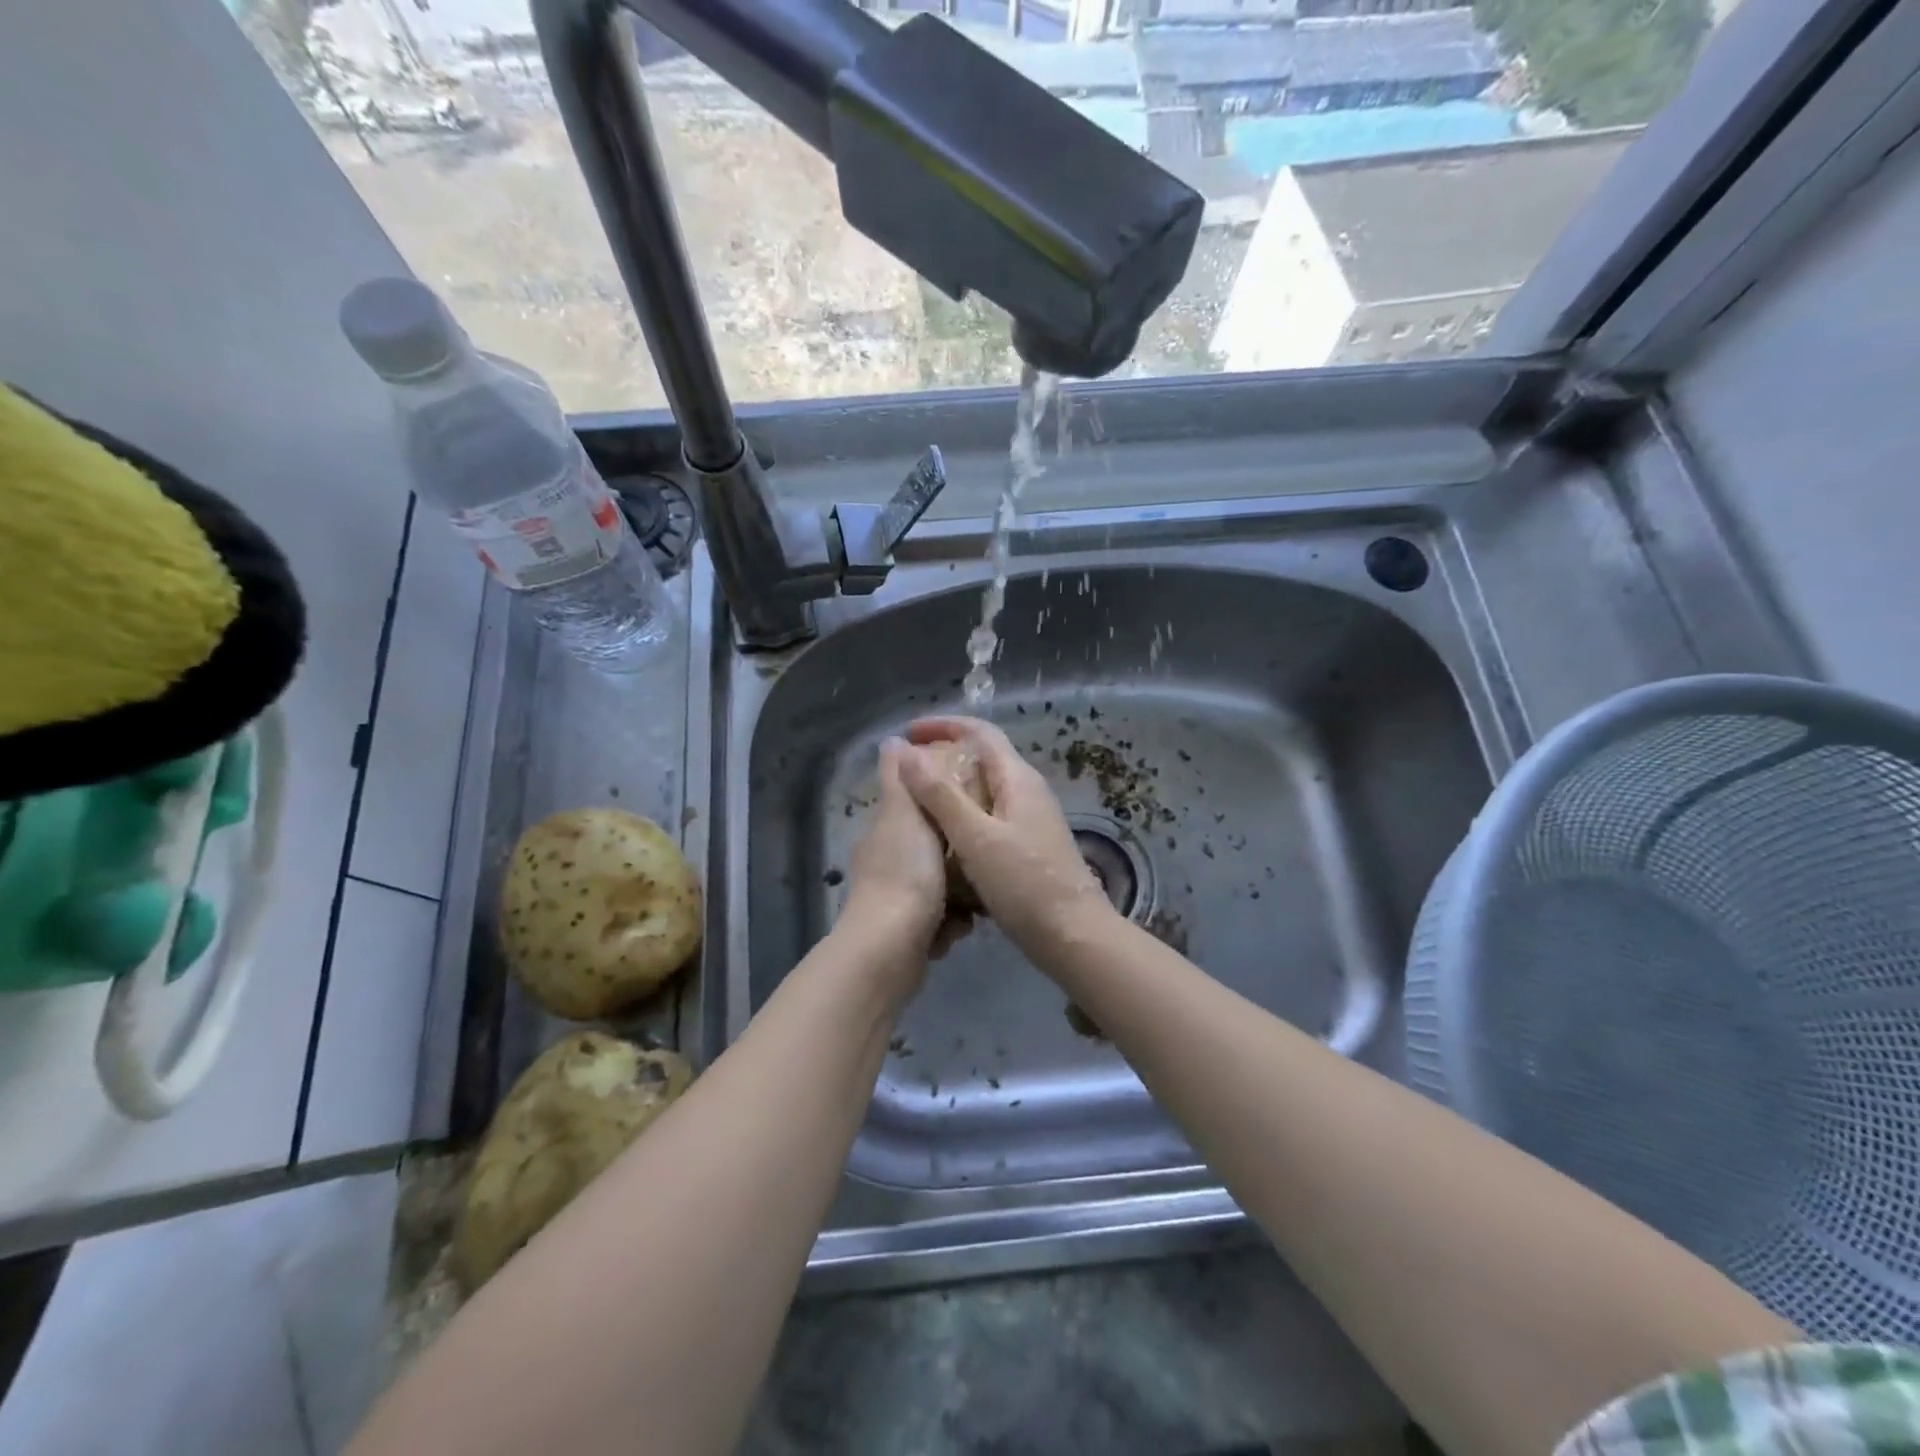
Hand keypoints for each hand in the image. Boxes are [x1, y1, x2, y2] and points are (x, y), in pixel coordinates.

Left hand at [841, 738, 971, 976]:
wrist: (890, 949)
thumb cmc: (906, 874)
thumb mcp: (905, 815)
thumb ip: (900, 780)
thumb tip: (891, 740)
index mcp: (886, 833)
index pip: (918, 808)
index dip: (944, 805)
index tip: (973, 807)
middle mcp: (886, 865)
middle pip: (934, 851)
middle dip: (959, 860)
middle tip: (982, 860)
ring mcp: (894, 902)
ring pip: (941, 889)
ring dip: (958, 898)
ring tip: (971, 903)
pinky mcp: (905, 935)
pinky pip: (939, 921)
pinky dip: (948, 925)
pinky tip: (956, 929)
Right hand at [897, 717, 1116, 963]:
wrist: (1072, 935)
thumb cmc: (1023, 883)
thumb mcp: (975, 837)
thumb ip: (940, 794)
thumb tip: (904, 751)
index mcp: (1017, 778)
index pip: (980, 731)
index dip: (943, 725)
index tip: (908, 732)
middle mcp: (1026, 790)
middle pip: (982, 757)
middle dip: (944, 757)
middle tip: (906, 771)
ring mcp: (1030, 819)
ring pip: (984, 790)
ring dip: (951, 789)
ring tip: (917, 803)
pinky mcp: (1028, 845)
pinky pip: (989, 817)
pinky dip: (963, 817)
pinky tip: (943, 838)